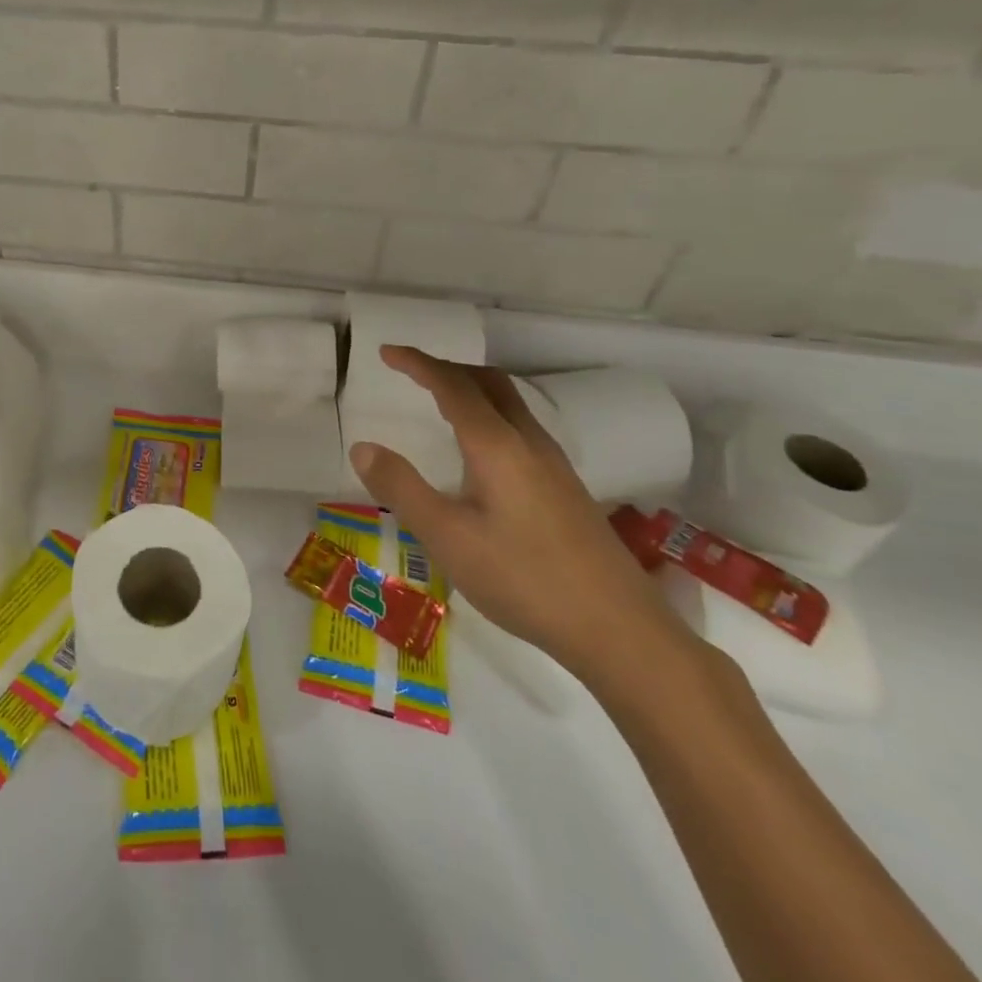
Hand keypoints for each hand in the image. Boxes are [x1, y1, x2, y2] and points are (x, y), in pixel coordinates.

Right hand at [348, 348, 686, 683]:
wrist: (619, 629)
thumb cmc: (523, 579)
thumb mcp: (447, 537)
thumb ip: (401, 488)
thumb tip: (362, 446)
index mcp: (496, 445)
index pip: (452, 386)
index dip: (418, 363)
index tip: (386, 352)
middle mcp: (528, 442)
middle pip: (488, 382)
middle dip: (447, 367)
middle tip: (410, 371)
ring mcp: (553, 464)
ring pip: (509, 403)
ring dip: (471, 388)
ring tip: (440, 400)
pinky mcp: (565, 487)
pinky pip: (520, 426)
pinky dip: (489, 413)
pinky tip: (481, 450)